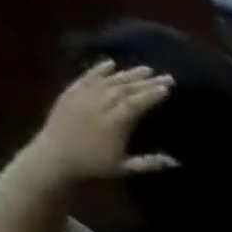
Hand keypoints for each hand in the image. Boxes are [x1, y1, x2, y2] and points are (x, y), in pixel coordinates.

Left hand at [30, 61, 176, 179]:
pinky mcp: (69, 95)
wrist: (54, 156)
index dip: (151, 95)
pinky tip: (109, 63)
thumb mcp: (126, 168)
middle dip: (144, 82)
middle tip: (163, 75)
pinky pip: (85, 79)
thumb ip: (150, 163)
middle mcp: (96, 107)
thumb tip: (177, 161)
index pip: (135, 105)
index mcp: (113, 125)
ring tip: (143, 68)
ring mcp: (80, 98)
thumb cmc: (94, 165)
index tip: (167, 88)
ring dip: (126, 73)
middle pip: (123, 89)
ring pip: (106, 81)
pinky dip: (97, 70)